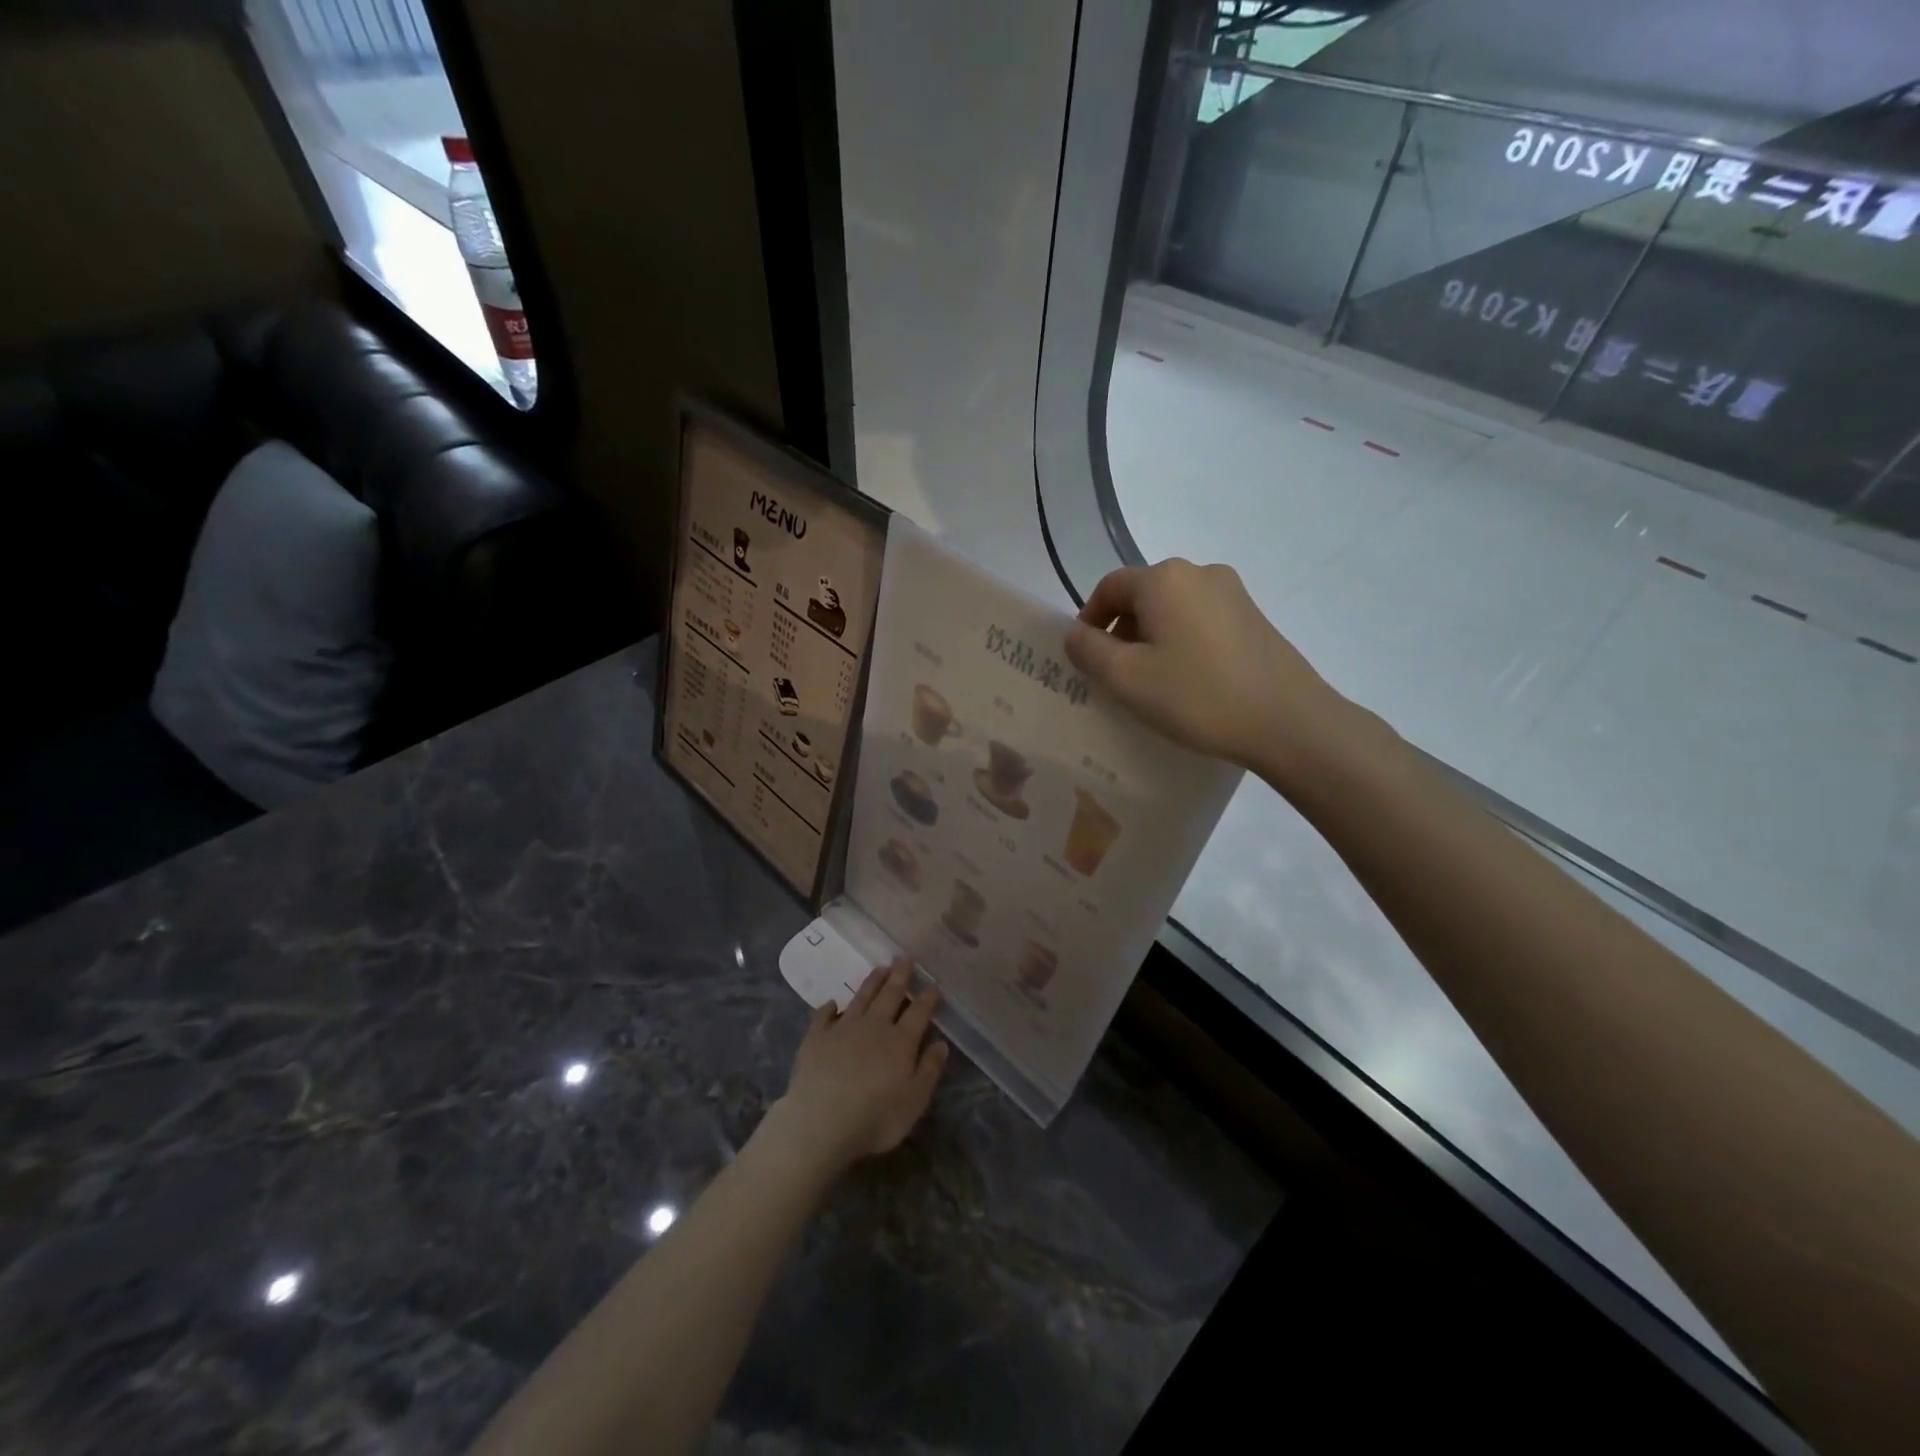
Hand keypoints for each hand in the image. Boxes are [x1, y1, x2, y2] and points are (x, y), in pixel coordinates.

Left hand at [771, 958, 948, 1173]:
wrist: (821, 1122)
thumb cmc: (876, 1118)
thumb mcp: (915, 1101)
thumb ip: (929, 1070)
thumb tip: (941, 1043)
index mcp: (900, 1042)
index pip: (919, 1012)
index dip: (928, 998)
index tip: (934, 985)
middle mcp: (874, 1027)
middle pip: (890, 995)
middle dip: (899, 976)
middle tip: (905, 957)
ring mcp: (842, 1029)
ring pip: (861, 998)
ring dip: (872, 982)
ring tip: (880, 968)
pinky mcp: (816, 1039)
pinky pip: (823, 1017)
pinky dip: (828, 1008)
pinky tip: (831, 1003)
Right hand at [1065, 558, 1362, 783]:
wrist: (1288, 721)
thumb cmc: (1197, 696)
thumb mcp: (1127, 678)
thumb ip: (1088, 650)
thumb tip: (1074, 633)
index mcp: (1164, 578)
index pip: (1109, 587)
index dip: (1089, 619)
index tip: (1085, 656)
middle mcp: (1199, 572)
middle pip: (1143, 595)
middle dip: (1121, 630)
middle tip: (1115, 675)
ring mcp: (1233, 593)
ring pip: (1173, 608)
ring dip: (1152, 637)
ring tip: (1152, 681)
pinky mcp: (1254, 617)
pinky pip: (1201, 620)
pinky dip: (1182, 641)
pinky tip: (1188, 680)